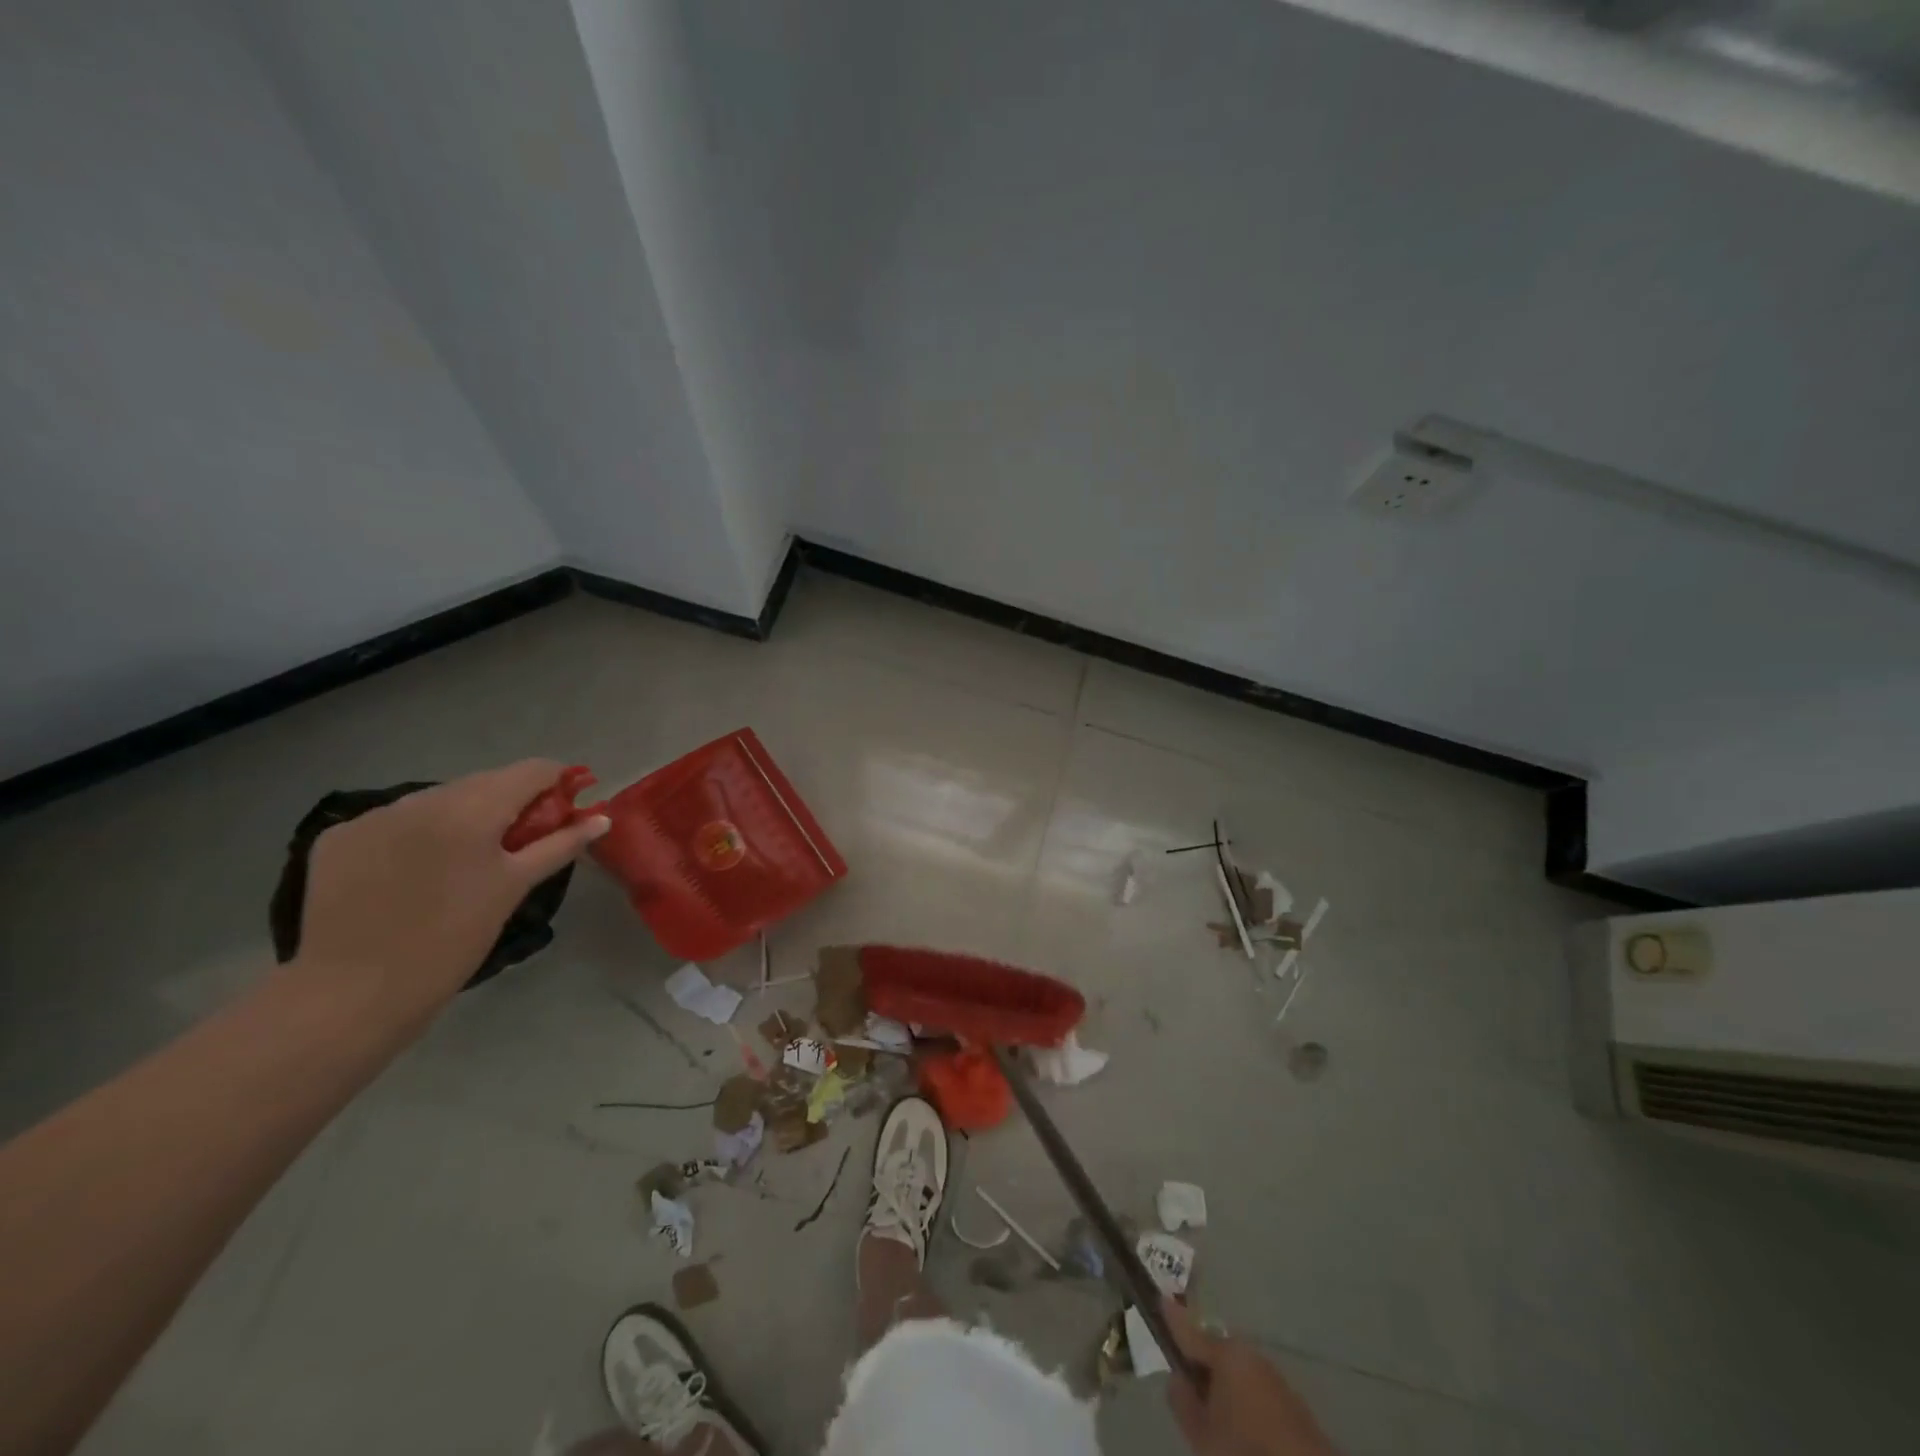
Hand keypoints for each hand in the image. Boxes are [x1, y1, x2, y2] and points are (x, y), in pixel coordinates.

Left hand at [293, 760, 608, 1028]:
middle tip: (520, 842)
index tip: (567, 807)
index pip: (530, 771)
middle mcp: (420, 798)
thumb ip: (560, 844)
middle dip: (509, 804)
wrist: (352, 995)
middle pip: (483, 782)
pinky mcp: (338, 837)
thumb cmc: (452, 942)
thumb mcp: (513, 889)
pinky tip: (414, 872)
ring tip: (464, 861)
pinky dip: (416, 835)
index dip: (556, 782)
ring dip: (461, 818)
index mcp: (470, 809)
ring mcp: (373, 815)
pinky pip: (395, 821)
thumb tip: (601, 818)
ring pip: (438, 800)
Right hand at [1163, 1297, 1336, 1455]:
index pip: (1188, 1330)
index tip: (1159, 1298)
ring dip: (1225, 1388)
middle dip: (1202, 1367)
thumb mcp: (1203, 1436)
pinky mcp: (1293, 1404)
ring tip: (1218, 1421)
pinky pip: (1256, 1392)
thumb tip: (1177, 1378)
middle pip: (1215, 1352)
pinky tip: (1246, 1434)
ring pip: (1237, 1373)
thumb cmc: (1246, 1452)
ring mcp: (1274, 1378)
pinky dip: (1245, 1403)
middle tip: (1191, 1396)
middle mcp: (1250, 1355)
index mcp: (1225, 1354)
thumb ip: (1183, 1402)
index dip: (1171, 1318)